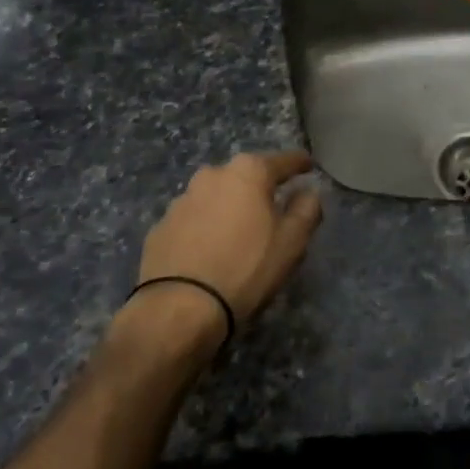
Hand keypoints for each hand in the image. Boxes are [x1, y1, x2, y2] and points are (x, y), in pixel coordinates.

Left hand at [132, 151, 323, 343]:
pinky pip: (193, 220)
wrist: (179, 307)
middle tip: (272, 207)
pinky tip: (209, 250)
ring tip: (238, 233)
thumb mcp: (291, 243)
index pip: (282, 161)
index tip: (308, 165)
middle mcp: (213, 174)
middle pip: (245, 176)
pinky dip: (205, 227)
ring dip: (229, 207)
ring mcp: (182, 199)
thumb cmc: (246, 268)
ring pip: (216, 196)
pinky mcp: (161, 225)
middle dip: (260, 187)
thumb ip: (306, 210)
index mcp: (248, 172)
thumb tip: (308, 192)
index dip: (298, 163)